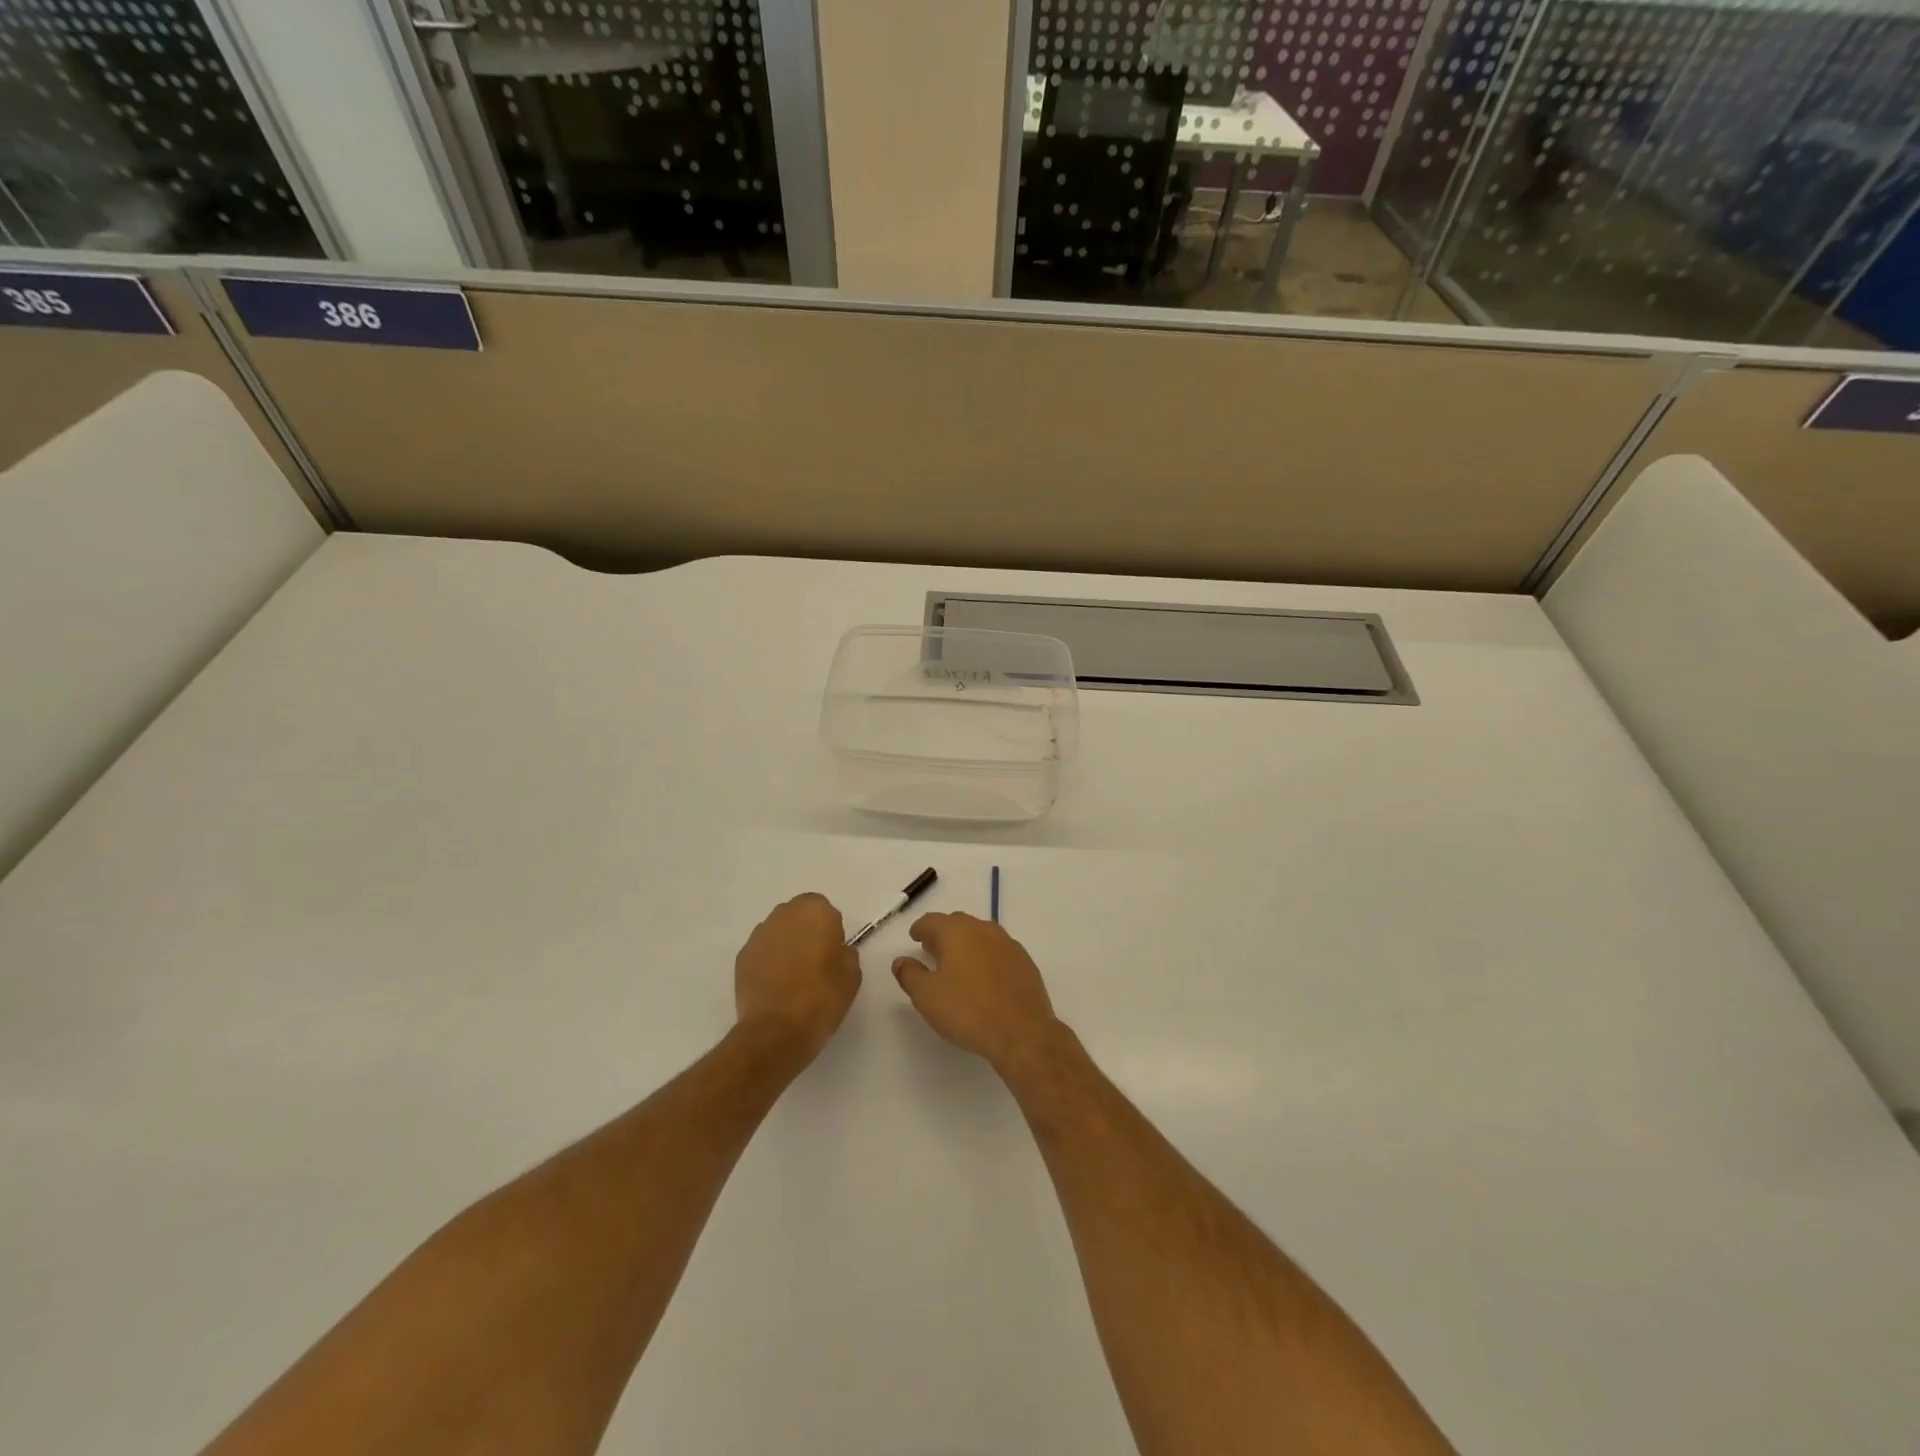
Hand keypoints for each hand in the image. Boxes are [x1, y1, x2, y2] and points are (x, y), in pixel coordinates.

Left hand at [735, 894, 861, 1056]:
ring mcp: (759, 935)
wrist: (776, 1030)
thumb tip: (835, 950)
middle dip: (805, 932)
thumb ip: (845, 952)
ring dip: (785, 945)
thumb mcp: (852, 974)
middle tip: (814, 962)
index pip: (824, 909)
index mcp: (815, 912)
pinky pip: (762, 951)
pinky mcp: (742, 957)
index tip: (832, 952)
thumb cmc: (822, 997)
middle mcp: (783, 915)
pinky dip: (768, 962)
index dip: (829, 929)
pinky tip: (775, 986)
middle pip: (798, 915)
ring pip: (778, 932)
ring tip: (792, 976)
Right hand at [892, 913, 1061, 1068]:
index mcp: (957, 932)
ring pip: (980, 934)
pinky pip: (998, 950)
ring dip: (966, 943)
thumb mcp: (927, 997)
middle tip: (932, 950)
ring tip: (957, 963)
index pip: (932, 920)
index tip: (915, 937)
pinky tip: (984, 976)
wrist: (1022, 1032)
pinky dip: (986, 956)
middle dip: (943, 933)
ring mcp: (1008, 944)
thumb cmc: (968, 1011)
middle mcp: (983, 929)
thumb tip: (900, 961)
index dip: (920, 928)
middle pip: (958, 923)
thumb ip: (910, 975)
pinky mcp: (1024, 961)